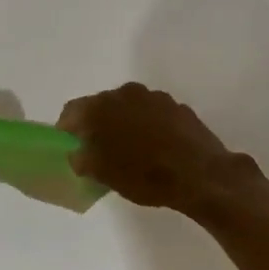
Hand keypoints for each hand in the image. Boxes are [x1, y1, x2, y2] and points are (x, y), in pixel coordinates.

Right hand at [58, 83, 244, 211]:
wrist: (201, 175)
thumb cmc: (145, 176)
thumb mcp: (103, 175)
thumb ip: (82, 159)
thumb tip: (78, 153)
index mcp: (101, 107)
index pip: (71, 111)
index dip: (67, 129)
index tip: (71, 146)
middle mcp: (125, 93)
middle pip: (100, 106)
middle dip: (96, 125)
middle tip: (98, 150)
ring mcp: (154, 97)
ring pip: (127, 107)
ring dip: (123, 124)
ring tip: (129, 150)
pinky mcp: (176, 106)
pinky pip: (151, 114)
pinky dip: (146, 126)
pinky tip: (155, 148)